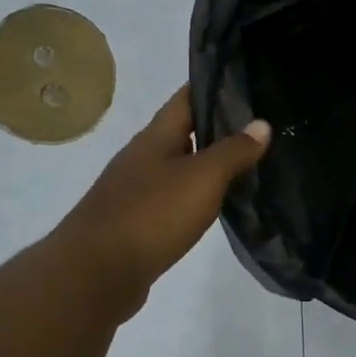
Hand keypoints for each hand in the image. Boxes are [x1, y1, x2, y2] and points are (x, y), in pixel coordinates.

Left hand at [52, 86, 269, 319]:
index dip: (214, 86)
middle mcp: (143, 157)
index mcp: (156, 137)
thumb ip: (233, 151)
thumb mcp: (202, 178)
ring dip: (208, 163)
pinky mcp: (137, 223)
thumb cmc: (151, 214)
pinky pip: (173, 198)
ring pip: (179, 166)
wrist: (94, 275)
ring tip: (248, 163)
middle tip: (260, 126)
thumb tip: (262, 124)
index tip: (247, 81)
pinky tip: (217, 205)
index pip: (186, 97)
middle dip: (218, 126)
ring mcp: (136, 191)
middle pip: (183, 131)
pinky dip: (197, 195)